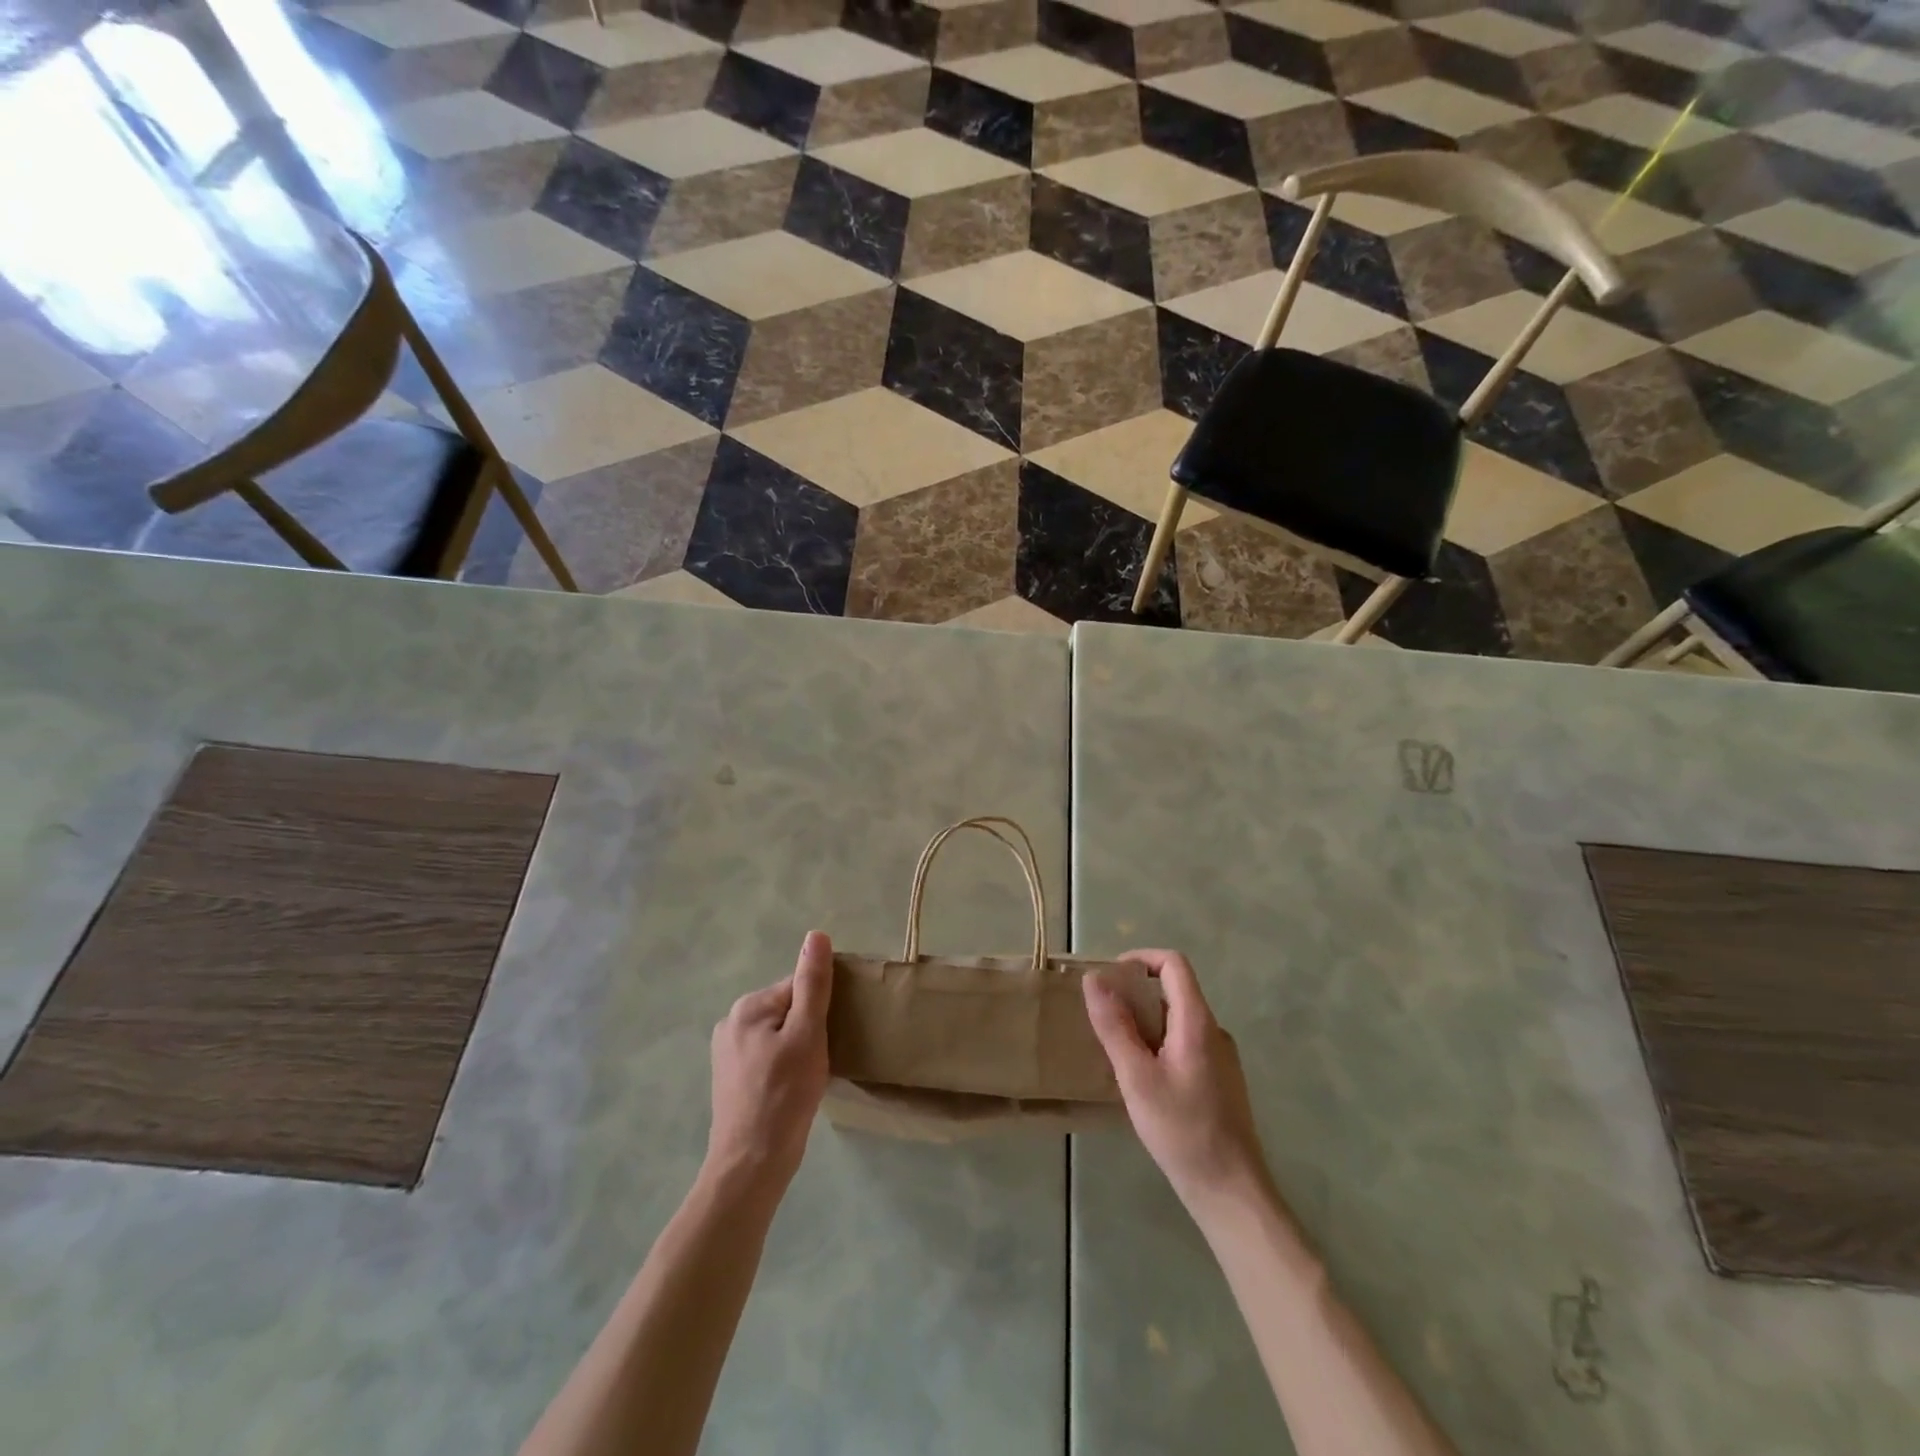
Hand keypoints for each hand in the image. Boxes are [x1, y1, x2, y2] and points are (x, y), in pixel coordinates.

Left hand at [706, 930, 833, 1200]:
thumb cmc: (784, 1096)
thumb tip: (817, 936)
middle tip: (820, 1062)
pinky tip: (792, 1090)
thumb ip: (813, 984)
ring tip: (808, 1079)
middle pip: (789, 1010)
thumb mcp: (808, 1034)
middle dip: (810, 1030)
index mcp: (748, 1007)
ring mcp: (728, 1053)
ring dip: (799, 1049)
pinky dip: (785, 1067)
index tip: (829, 1039)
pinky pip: (769, 1057)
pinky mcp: (731, 1079)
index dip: (821, 1012)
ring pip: (780, 1035)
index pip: (799, 989)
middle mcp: (731, 1023)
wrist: (751, 1165)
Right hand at [1084, 949, 1273, 1220]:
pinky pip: (1186, 1044)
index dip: (1140, 959)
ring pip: (1178, 1020)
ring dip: (1146, 1023)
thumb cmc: (1182, 1130)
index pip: (1173, 964)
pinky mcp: (1221, 1080)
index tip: (1110, 978)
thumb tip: (1094, 978)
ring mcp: (1222, 1057)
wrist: (1231, 1191)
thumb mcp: (1137, 1077)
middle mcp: (1214, 1030)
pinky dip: (1160, 1045)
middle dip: (1135, 995)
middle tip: (1104, 1020)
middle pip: (1175, 990)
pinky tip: (1143, 1080)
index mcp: (1197, 1021)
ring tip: (1118, 1052)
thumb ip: (1114, 1026)